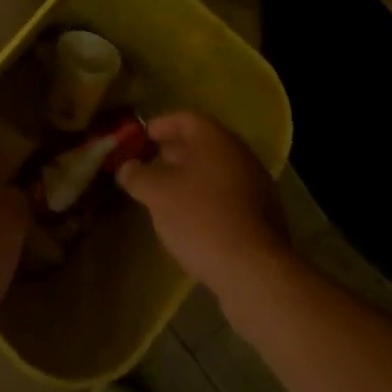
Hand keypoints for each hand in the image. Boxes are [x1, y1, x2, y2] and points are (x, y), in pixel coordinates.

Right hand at [117, 112, 291, 296]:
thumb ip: (137, 175)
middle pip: (203, 143)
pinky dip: (208, 198)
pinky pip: (229, 195)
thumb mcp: (157, 195)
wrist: (255, 273)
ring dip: (191, 176)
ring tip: (167, 194)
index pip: (185, 118)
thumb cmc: (201, 219)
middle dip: (175, 152)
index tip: (141, 138)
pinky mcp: (265, 217)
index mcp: (216, 139)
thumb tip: (126, 167)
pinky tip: (192, 219)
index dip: (160, 125)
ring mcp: (257, 186)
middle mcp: (240, 155)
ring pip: (217, 171)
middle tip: (150, 164)